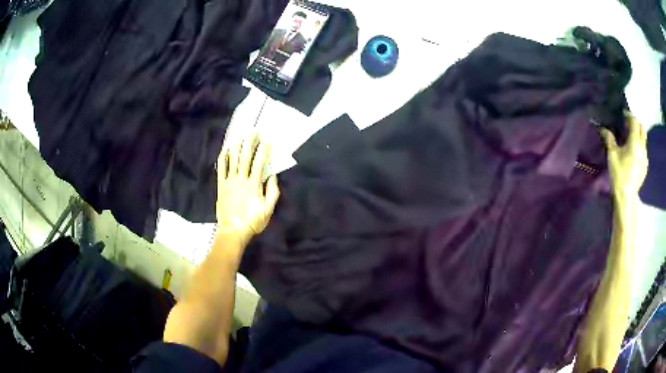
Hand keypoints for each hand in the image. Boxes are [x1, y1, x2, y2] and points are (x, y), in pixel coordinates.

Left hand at [216, 132, 279, 243]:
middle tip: (253, 131)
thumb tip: (273, 176)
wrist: (233, 231)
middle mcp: (241, 179)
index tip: (267, 140)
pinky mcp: (221, 185)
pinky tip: (225, 150)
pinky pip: (221, 168)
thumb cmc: (253, 221)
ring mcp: (229, 181)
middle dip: (250, 142)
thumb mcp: (268, 209)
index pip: (259, 162)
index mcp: (254, 184)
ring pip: (232, 159)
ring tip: (239, 135)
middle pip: (245, 156)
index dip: (263, 150)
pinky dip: (223, 158)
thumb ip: (272, 192)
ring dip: (236, 146)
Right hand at [600, 113, 647, 197]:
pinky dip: (639, 146)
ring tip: (630, 139)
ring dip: (638, 135)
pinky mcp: (645, 166)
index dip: (629, 115)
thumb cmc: (619, 174)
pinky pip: (644, 150)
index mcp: (635, 142)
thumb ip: (609, 139)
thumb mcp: (612, 155)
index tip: (623, 114)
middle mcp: (642, 147)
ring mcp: (645, 158)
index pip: (635, 121)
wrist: (626, 197)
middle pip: (642, 128)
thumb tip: (603, 128)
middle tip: (628, 125)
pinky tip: (633, 153)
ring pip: (643, 139)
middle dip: (635, 124)